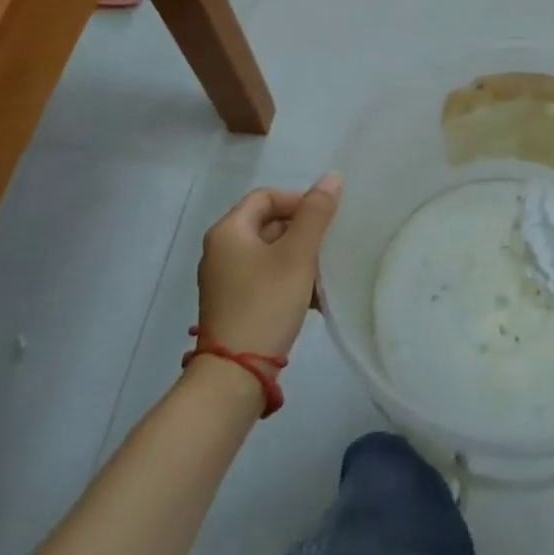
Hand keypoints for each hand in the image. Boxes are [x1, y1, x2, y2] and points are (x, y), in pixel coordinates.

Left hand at [195, 173, 342, 360]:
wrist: (234, 377)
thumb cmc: (265, 304)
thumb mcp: (297, 255)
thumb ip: (316, 213)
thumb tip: (332, 177)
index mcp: (228, 231)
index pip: (266, 196)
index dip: (298, 201)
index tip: (324, 220)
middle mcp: (221, 250)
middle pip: (268, 224)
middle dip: (302, 231)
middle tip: (328, 246)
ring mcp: (225, 280)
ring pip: (270, 253)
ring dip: (299, 257)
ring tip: (325, 273)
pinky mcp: (233, 305)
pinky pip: (265, 278)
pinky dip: (288, 279)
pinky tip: (312, 298)